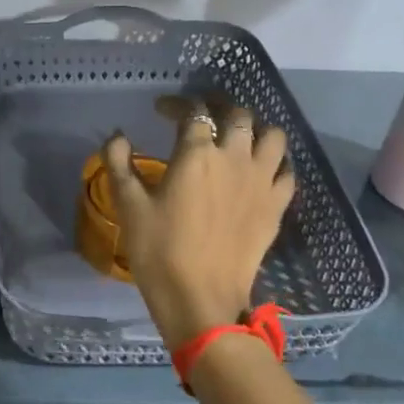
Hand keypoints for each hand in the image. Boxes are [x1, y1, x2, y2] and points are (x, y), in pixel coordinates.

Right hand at [101, 104, 293, 352]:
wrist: (201, 299)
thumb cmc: (158, 250)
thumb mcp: (128, 205)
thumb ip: (119, 163)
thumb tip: (116, 136)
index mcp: (197, 153)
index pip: (193, 111)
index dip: (176, 104)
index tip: (161, 110)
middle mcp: (235, 157)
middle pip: (238, 114)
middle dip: (218, 108)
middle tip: (202, 118)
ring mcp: (261, 181)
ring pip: (273, 135)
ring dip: (256, 129)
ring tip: (238, 138)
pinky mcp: (277, 206)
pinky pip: (287, 171)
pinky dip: (276, 163)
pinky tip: (261, 170)